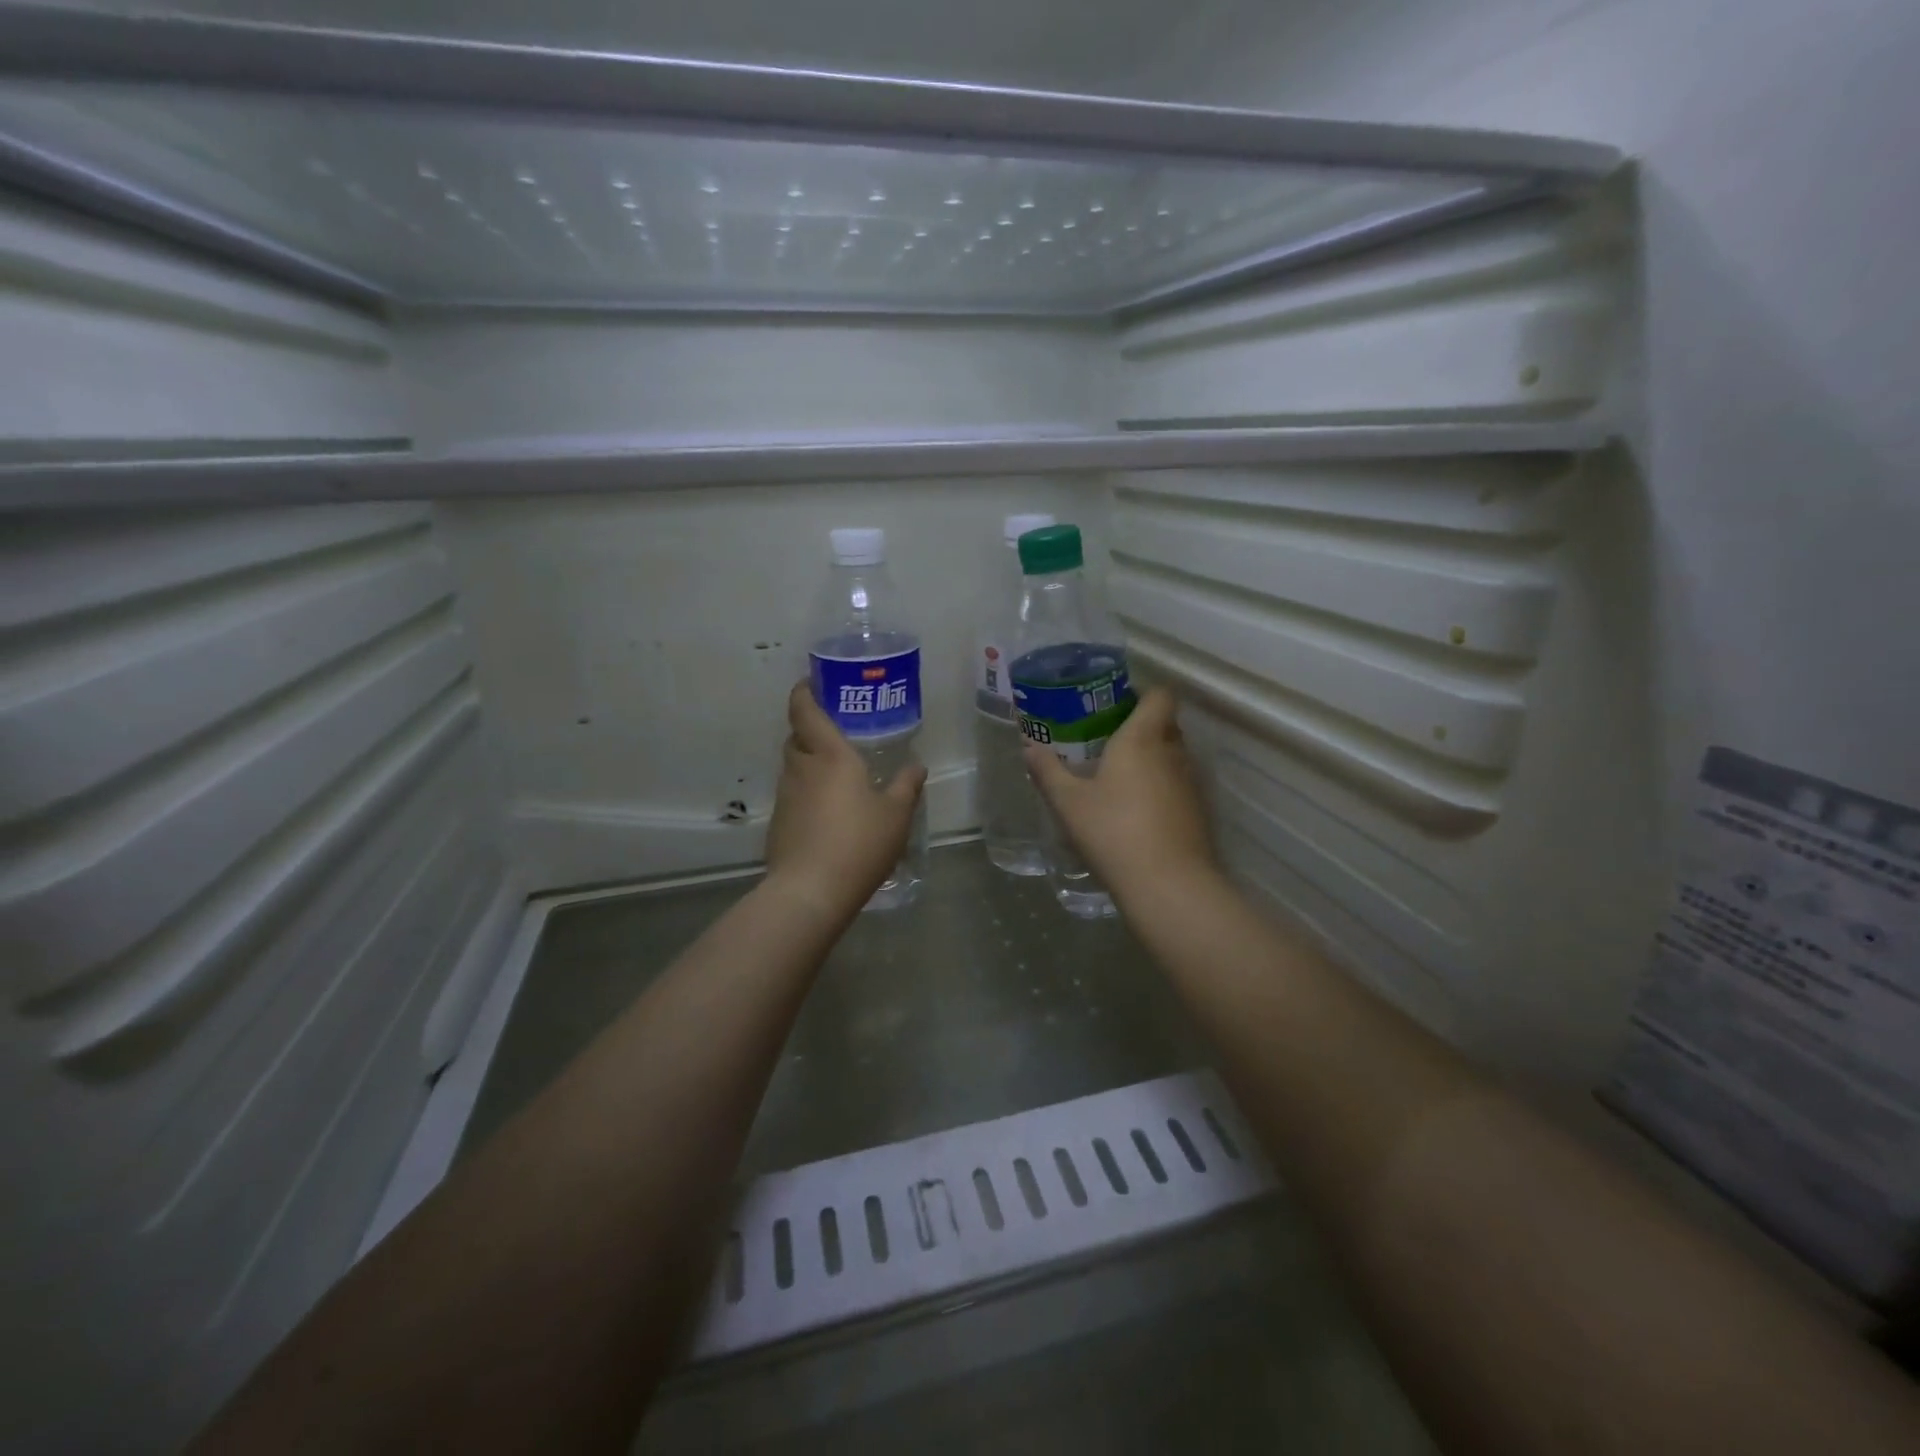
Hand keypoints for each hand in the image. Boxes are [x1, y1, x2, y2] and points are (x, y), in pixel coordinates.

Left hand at [766, 680, 926, 917]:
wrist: (810, 891)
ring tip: (835, 774)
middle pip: (797, 737)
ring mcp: (785, 797)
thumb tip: (916, 766)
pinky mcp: (778, 823)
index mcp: (830, 756)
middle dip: (810, 729)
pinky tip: (826, 812)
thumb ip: (906, 786)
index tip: (811, 683)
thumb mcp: (896, 815)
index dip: (804, 692)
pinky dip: (806, 793)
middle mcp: (802, 769)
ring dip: (808, 763)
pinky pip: (792, 795)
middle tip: (835, 733)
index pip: (805, 710)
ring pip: (793, 767)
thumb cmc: (859, 843)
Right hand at [1024, 688, 1215, 903]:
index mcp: (1142, 738)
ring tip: (1119, 777)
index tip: (1116, 704)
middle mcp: (1172, 752)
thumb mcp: (1068, 803)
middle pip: (1166, 724)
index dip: (1142, 693)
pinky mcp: (1198, 812)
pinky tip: (1137, 812)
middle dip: (1141, 726)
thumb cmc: (1113, 831)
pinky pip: (1178, 786)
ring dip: (1152, 759)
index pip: (1159, 695)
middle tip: (1108, 740)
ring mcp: (1190, 783)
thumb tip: (1029, 748)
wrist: (1168, 884)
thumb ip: (1048, 771)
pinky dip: (1161, 789)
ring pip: (1173, 756)